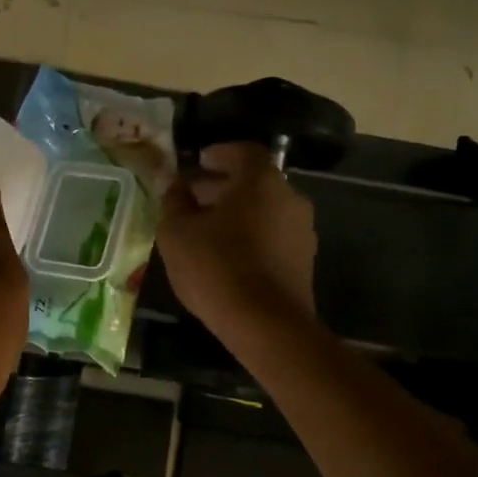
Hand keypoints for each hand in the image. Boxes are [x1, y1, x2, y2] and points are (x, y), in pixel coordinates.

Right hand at [156, 142, 316, 340]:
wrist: (267, 325)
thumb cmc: (217, 268)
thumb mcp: (177, 233)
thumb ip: (174, 202)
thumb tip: (174, 185)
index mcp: (261, 181)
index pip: (243, 151)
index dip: (218, 153)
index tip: (197, 162)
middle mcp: (289, 198)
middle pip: (254, 182)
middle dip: (221, 186)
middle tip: (192, 198)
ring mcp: (301, 231)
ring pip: (264, 210)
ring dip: (236, 213)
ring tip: (204, 230)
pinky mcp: (303, 261)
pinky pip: (272, 235)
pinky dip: (250, 235)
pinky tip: (226, 255)